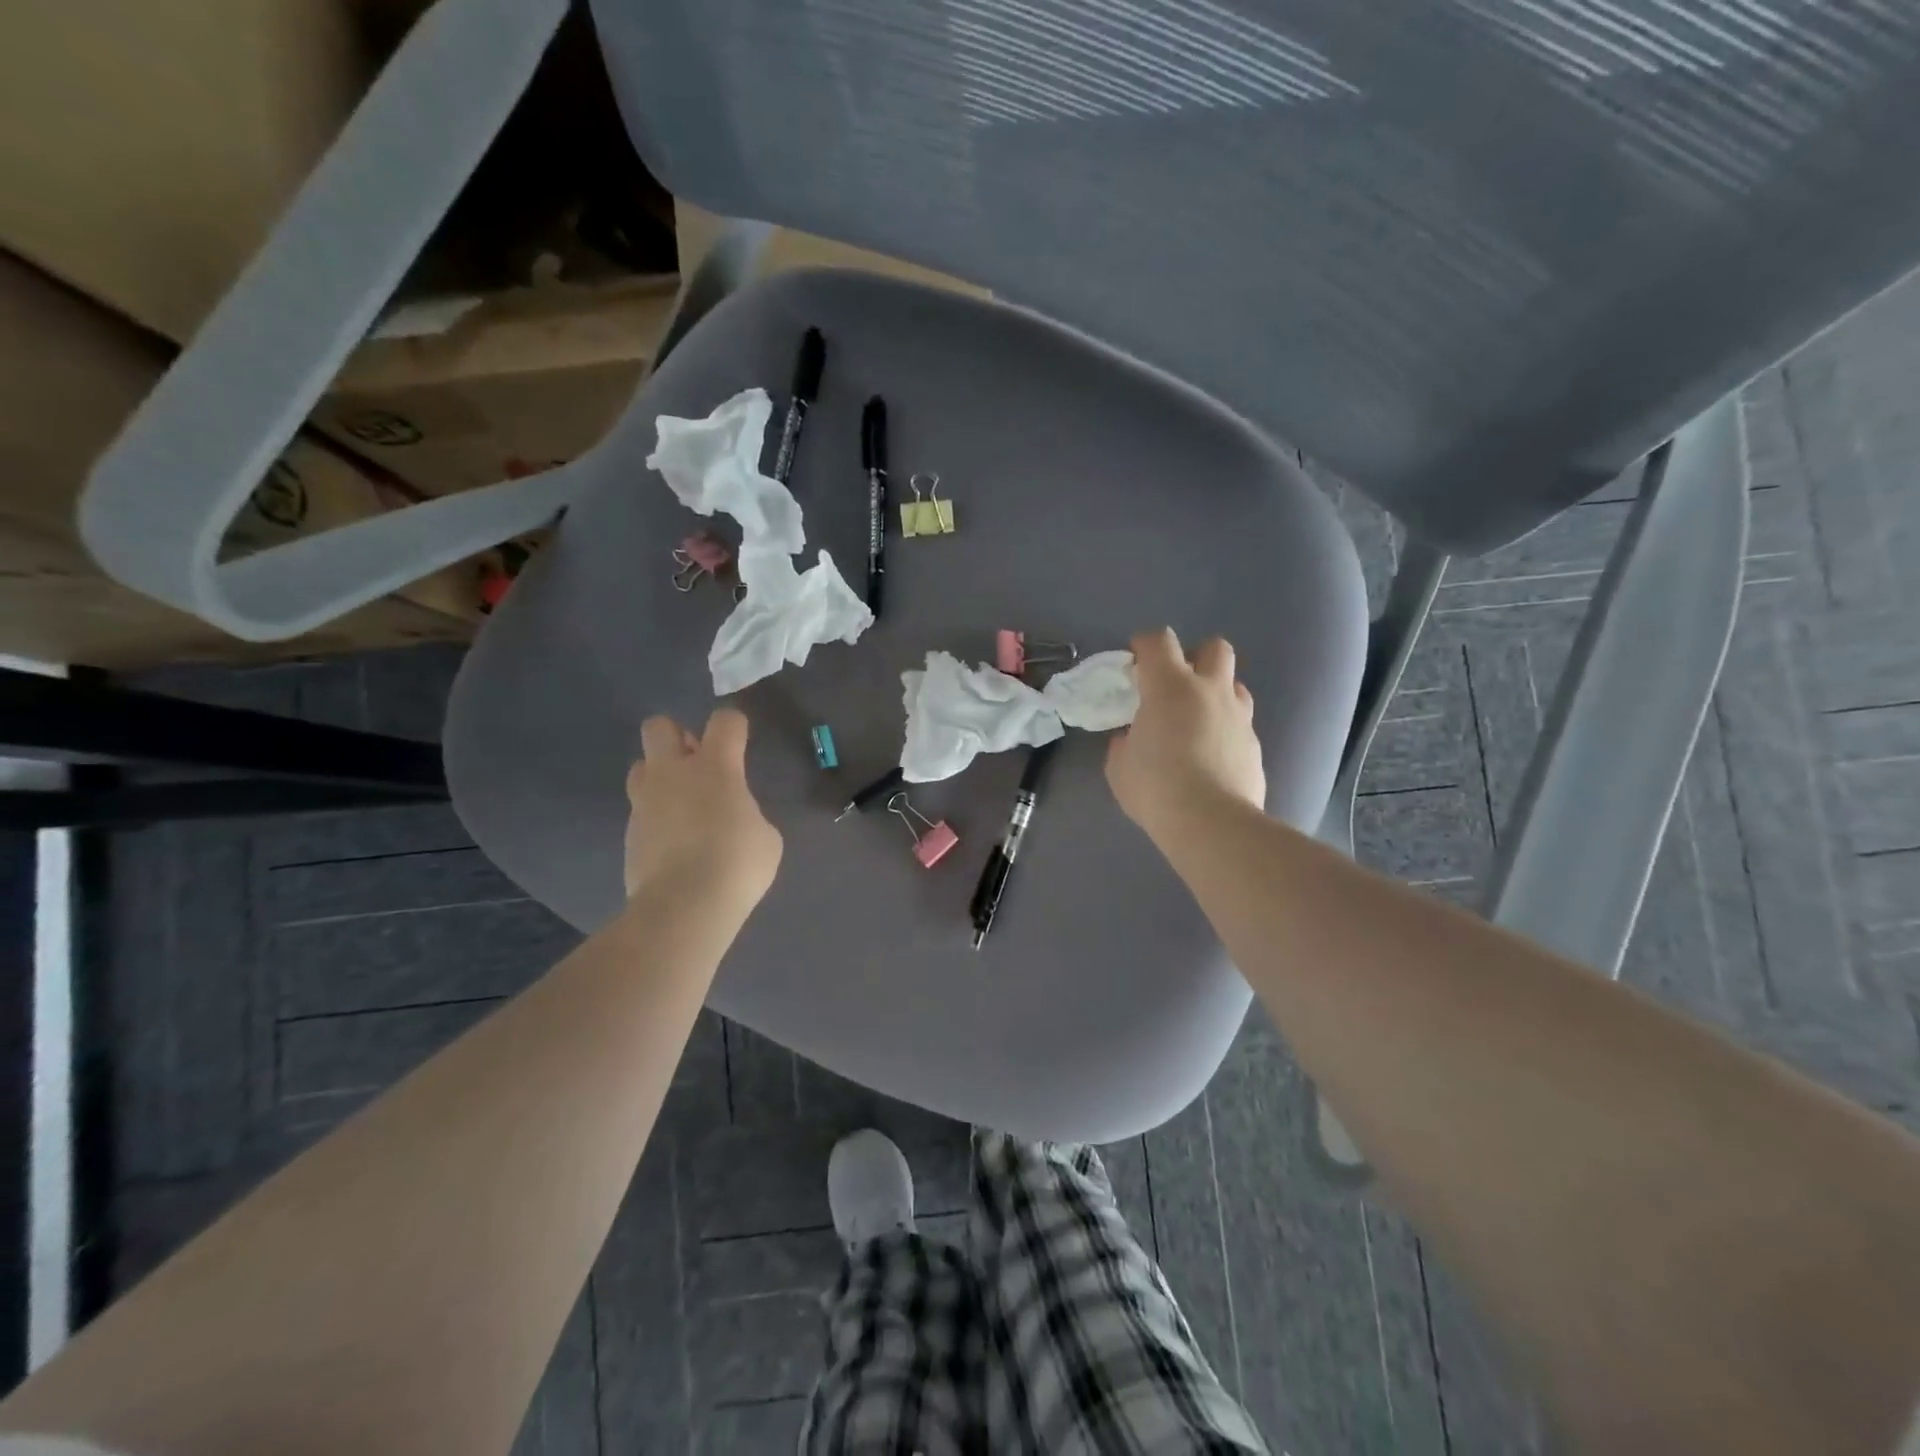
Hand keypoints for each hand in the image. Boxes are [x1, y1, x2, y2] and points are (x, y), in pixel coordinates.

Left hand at [624, 709, 782, 900]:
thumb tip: (733, 817)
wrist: (684, 907)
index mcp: (715, 767)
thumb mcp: (765, 836)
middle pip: (659, 726)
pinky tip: (675, 841)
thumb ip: (747, 813)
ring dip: (660, 774)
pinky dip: (656, 816)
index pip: (724, 721)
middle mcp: (673, 773)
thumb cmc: (737, 864)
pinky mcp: (630, 833)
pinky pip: (641, 809)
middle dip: (677, 736)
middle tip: (698, 763)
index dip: (734, 725)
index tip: (740, 739)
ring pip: (640, 766)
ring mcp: (645, 802)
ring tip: (682, 802)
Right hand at [1106, 629, 1265, 842]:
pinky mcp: (1255, 744)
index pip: (1159, 641)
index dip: (1145, 645)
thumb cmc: (1155, 787)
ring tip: (1197, 720)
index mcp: (1170, 686)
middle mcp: (1209, 690)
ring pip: (1235, 684)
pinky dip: (1225, 730)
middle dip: (1195, 657)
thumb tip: (1132, 738)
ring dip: (1216, 693)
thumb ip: (1125, 742)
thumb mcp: (1120, 766)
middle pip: (1214, 648)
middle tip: (1176, 684)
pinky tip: (1212, 755)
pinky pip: (1240, 723)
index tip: (1134, 663)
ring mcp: (1238, 716)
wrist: (1211, 823)